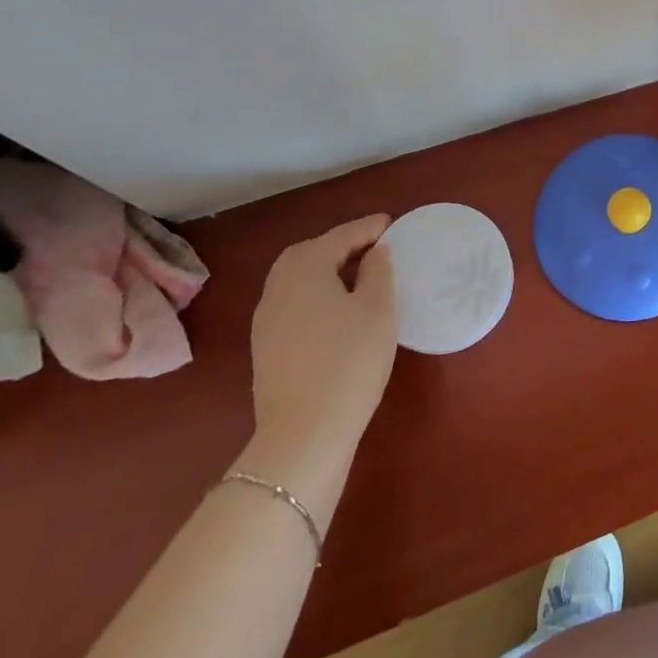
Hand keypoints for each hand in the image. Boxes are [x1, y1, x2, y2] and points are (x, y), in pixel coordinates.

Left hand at [249, 215, 396, 464]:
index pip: (340, 236)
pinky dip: (316, 294)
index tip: (391, 223)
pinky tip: (338, 311)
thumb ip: (378, 271)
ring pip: (298, 279)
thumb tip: (375, 252)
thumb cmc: (349, 360)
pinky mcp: (267, 347)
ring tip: (359, 277)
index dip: (368, 228)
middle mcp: (277, 286)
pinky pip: (295, 303)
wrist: (304, 433)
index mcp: (304, 268)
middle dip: (341, 246)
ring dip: (327, 271)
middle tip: (374, 248)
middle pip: (310, 253)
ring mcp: (266, 319)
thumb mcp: (377, 309)